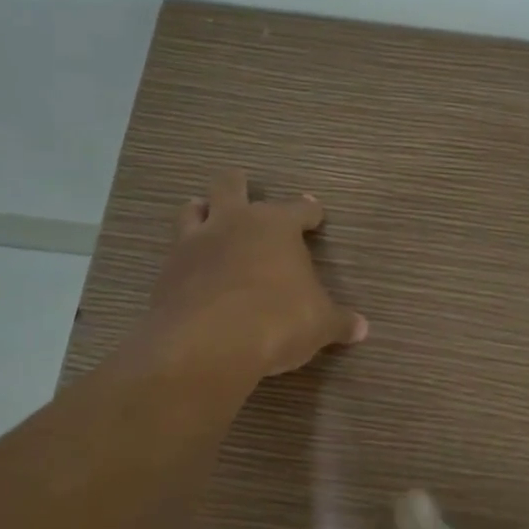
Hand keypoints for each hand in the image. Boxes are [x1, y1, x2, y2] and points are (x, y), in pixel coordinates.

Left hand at [149, 169, 367, 379]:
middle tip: (243, 188)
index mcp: (276, 225)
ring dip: (201, 211)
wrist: (207, 343)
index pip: (299, 209)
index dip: (309, 211)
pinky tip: (190, 272)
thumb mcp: (319, 324)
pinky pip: (175, 253)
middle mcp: (233, 223)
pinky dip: (184, 257)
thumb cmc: (278, 320)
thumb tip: (361, 328)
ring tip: (205, 216)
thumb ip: (339, 322)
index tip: (314, 212)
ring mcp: (195, 243)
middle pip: (230, 186)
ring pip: (193, 210)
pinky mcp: (167, 271)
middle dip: (238, 185)